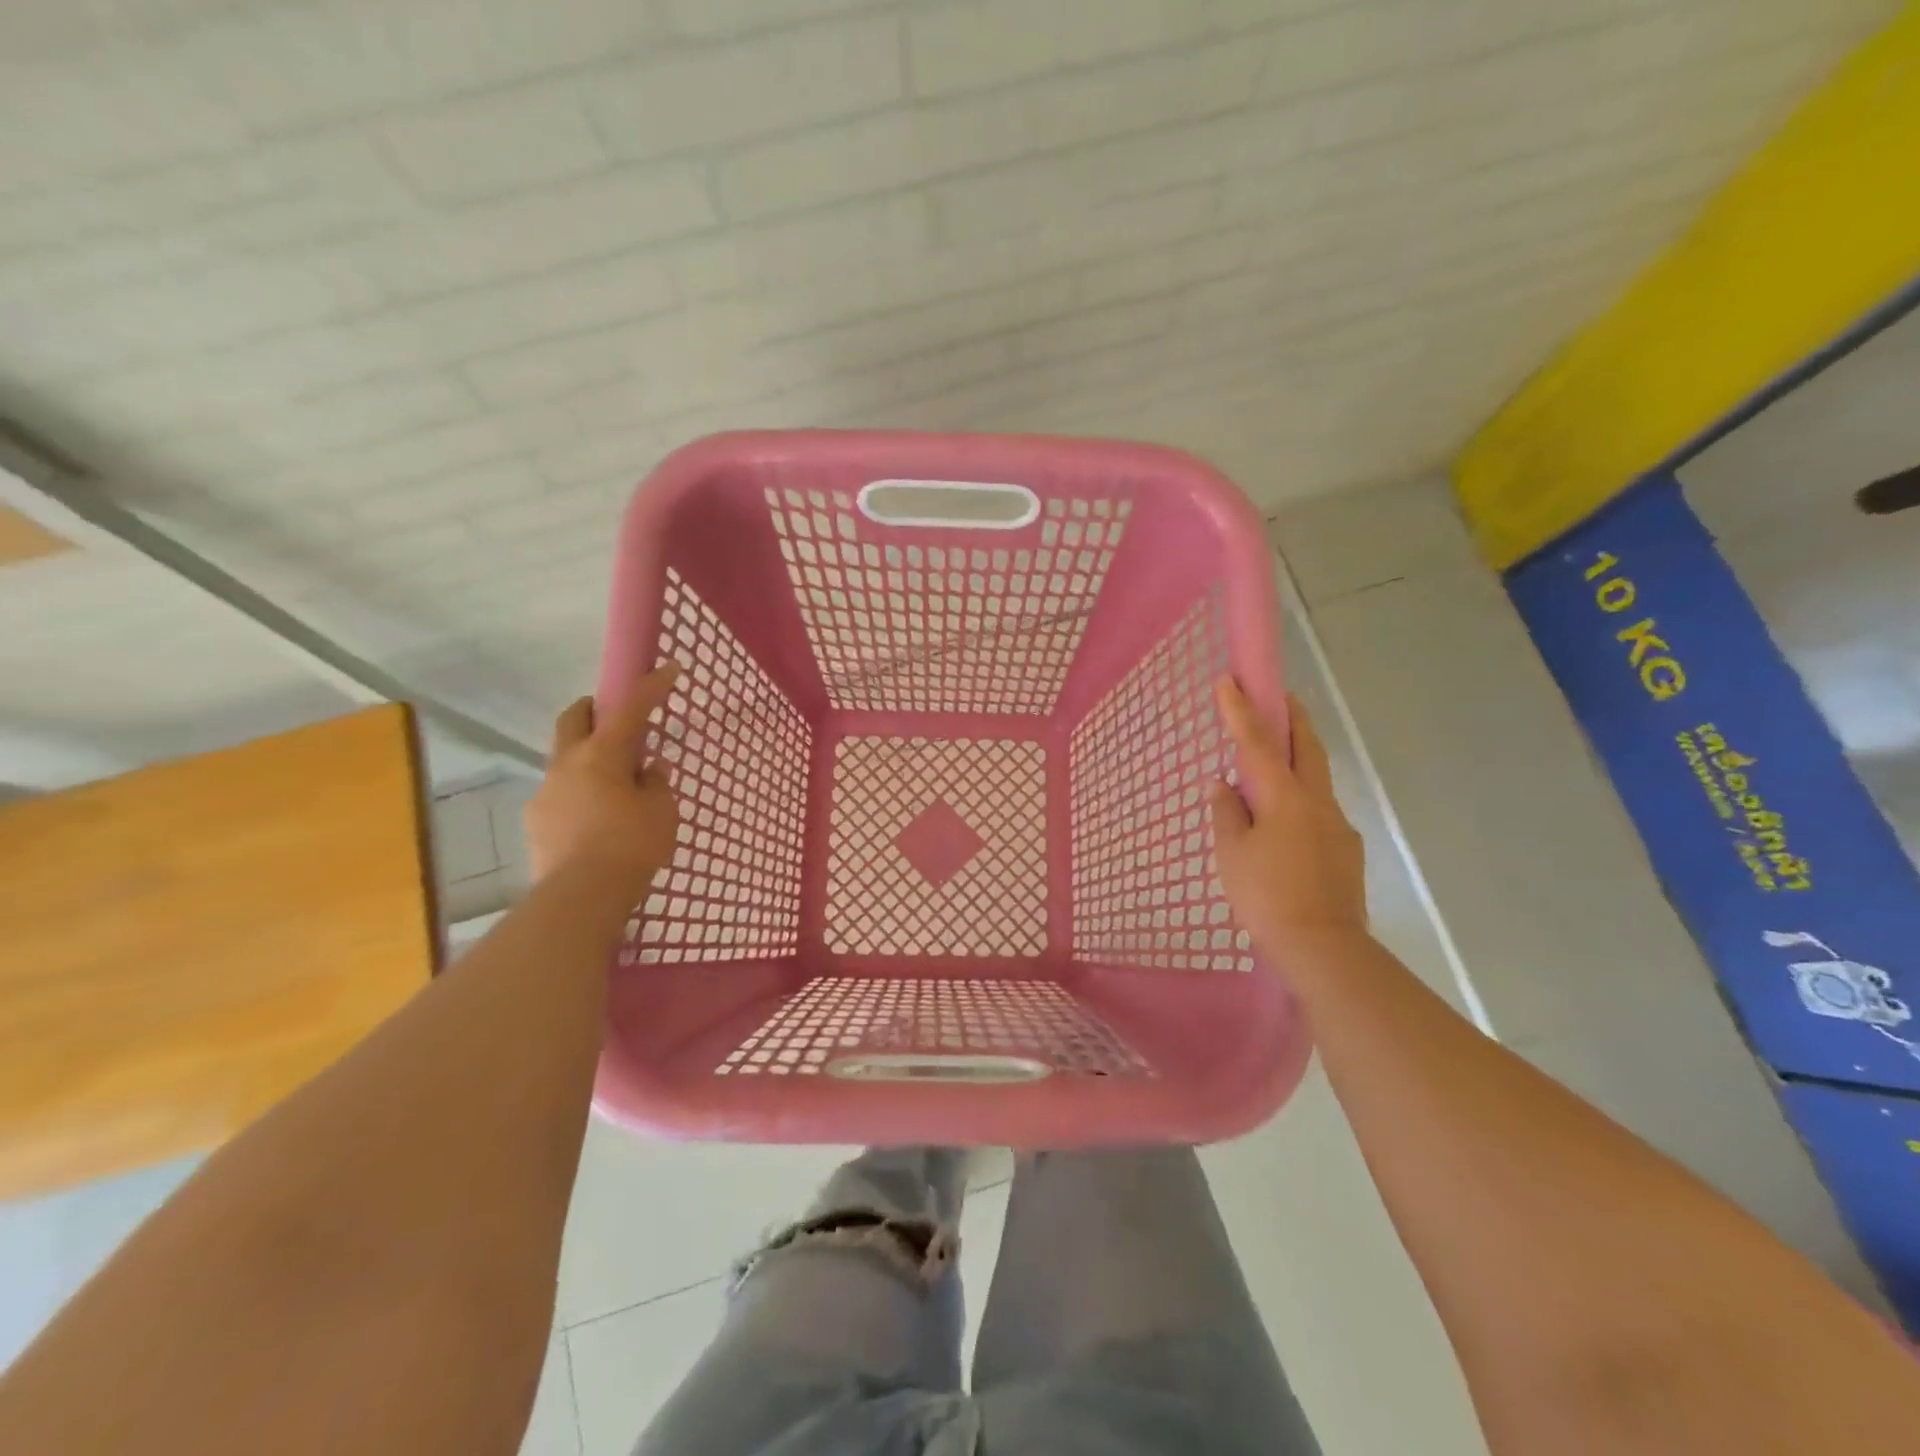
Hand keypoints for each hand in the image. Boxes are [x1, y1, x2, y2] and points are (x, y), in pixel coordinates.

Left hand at [526, 663, 681, 891]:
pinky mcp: (536, 822)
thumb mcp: (662, 811)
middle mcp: (567, 764)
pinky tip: (595, 820)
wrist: (582, 896)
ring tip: (613, 787)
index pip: (631, 708)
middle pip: (574, 719)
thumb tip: (648, 770)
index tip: (668, 668)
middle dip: (593, 708)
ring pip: (565, 760)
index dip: (651, 686)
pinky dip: (579, 794)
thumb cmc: (632, 845)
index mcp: (602, 754)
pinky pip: (560, 795)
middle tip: (616, 718)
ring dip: (587, 759)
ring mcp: (546, 792)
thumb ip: (656, 784)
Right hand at [1210, 680, 1368, 961]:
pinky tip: (1285, 825)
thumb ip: (1227, 813)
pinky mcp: (1346, 851)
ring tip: (1272, 767)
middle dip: (1292, 717)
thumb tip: (1223, 785)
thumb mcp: (1231, 853)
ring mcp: (1337, 825)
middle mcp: (1317, 802)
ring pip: (1316, 779)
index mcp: (1285, 797)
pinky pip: (1319, 811)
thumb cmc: (1266, 896)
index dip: (1241, 710)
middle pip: (1307, 747)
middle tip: (1279, 696)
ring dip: (1298, 759)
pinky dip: (1300, 800)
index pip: (1258, 743)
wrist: (1323, 948)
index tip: (1229, 679)